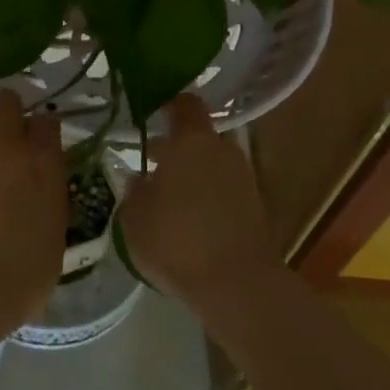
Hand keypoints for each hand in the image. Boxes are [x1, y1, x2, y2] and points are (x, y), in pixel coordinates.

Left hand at [0, 90, 66, 335]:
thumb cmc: (15, 278)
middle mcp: (6, 140)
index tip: (36, 146)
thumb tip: (41, 191)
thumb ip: (49, 202)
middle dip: (6, 115)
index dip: (40, 131)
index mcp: (43, 162)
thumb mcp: (53, 240)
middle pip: (8, 100)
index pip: (47, 122)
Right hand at [119, 95, 278, 311]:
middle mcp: (221, 149)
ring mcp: (243, 177)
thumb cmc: (176, 240)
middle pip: (198, 135)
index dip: (168, 103)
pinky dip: (208, 195)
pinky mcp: (255, 206)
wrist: (237, 286)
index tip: (149, 112)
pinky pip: (224, 188)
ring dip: (193, 172)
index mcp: (191, 140)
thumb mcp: (134, 216)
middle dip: (176, 145)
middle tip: (151, 161)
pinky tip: (188, 218)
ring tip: (167, 195)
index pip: (185, 103)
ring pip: (212, 162)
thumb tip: (138, 176)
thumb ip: (134, 189)